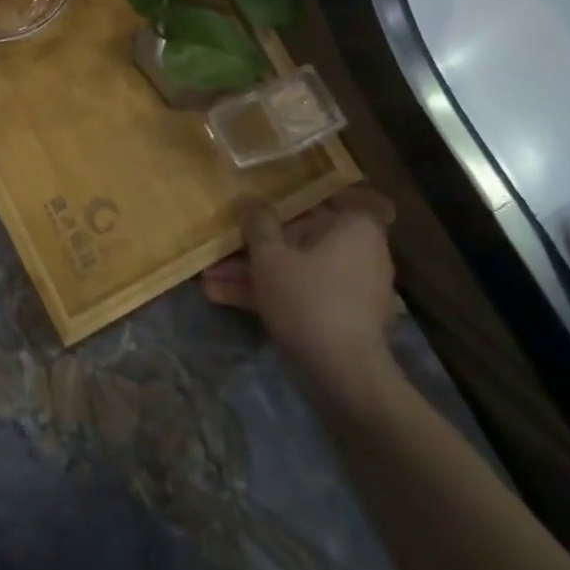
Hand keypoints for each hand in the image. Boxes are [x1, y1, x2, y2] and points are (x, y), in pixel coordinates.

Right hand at [201, 187, 400, 401]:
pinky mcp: (339, 317)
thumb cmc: (308, 298)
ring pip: (297, 267)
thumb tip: (251, 199)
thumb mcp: (270, 256)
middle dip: (261, 242)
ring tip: (209, 276)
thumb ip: (258, 223)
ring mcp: (350, 287)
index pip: (348, 196)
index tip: (284, 196)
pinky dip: (269, 293)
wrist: (342, 374)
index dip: (317, 194)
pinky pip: (301, 292)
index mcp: (355, 228)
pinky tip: (221, 297)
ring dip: (255, 271)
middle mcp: (360, 252)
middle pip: (307, 235)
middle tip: (226, 243)